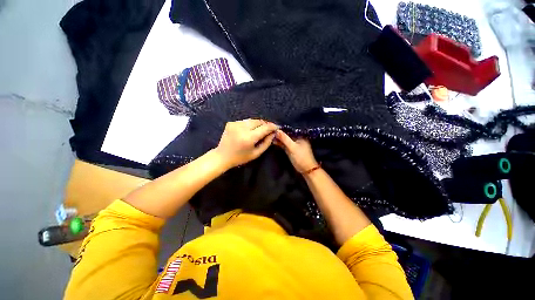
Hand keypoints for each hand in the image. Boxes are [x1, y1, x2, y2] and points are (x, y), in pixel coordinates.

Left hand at [215, 119, 277, 168]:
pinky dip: (250, 124)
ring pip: (252, 120)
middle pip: (259, 121)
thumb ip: (266, 143)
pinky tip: (249, 130)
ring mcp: (236, 124)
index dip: (272, 126)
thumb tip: (273, 133)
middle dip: (265, 124)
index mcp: (249, 137)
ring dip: (258, 124)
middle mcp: (242, 128)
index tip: (277, 127)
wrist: (222, 156)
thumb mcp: (256, 153)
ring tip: (260, 130)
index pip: (265, 127)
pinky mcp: (231, 123)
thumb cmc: (240, 158)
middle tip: (269, 129)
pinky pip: (245, 121)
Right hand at [274, 130, 318, 173]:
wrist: (306, 170)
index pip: (289, 130)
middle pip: (286, 134)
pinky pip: (284, 144)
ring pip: (285, 139)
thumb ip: (285, 139)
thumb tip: (277, 130)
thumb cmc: (301, 157)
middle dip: (279, 133)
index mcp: (300, 136)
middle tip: (270, 132)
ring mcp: (294, 144)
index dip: (281, 128)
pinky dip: (280, 143)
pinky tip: (274, 142)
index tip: (273, 128)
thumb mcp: (292, 147)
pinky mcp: (291, 149)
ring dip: (278, 138)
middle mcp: (297, 138)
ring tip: (270, 136)